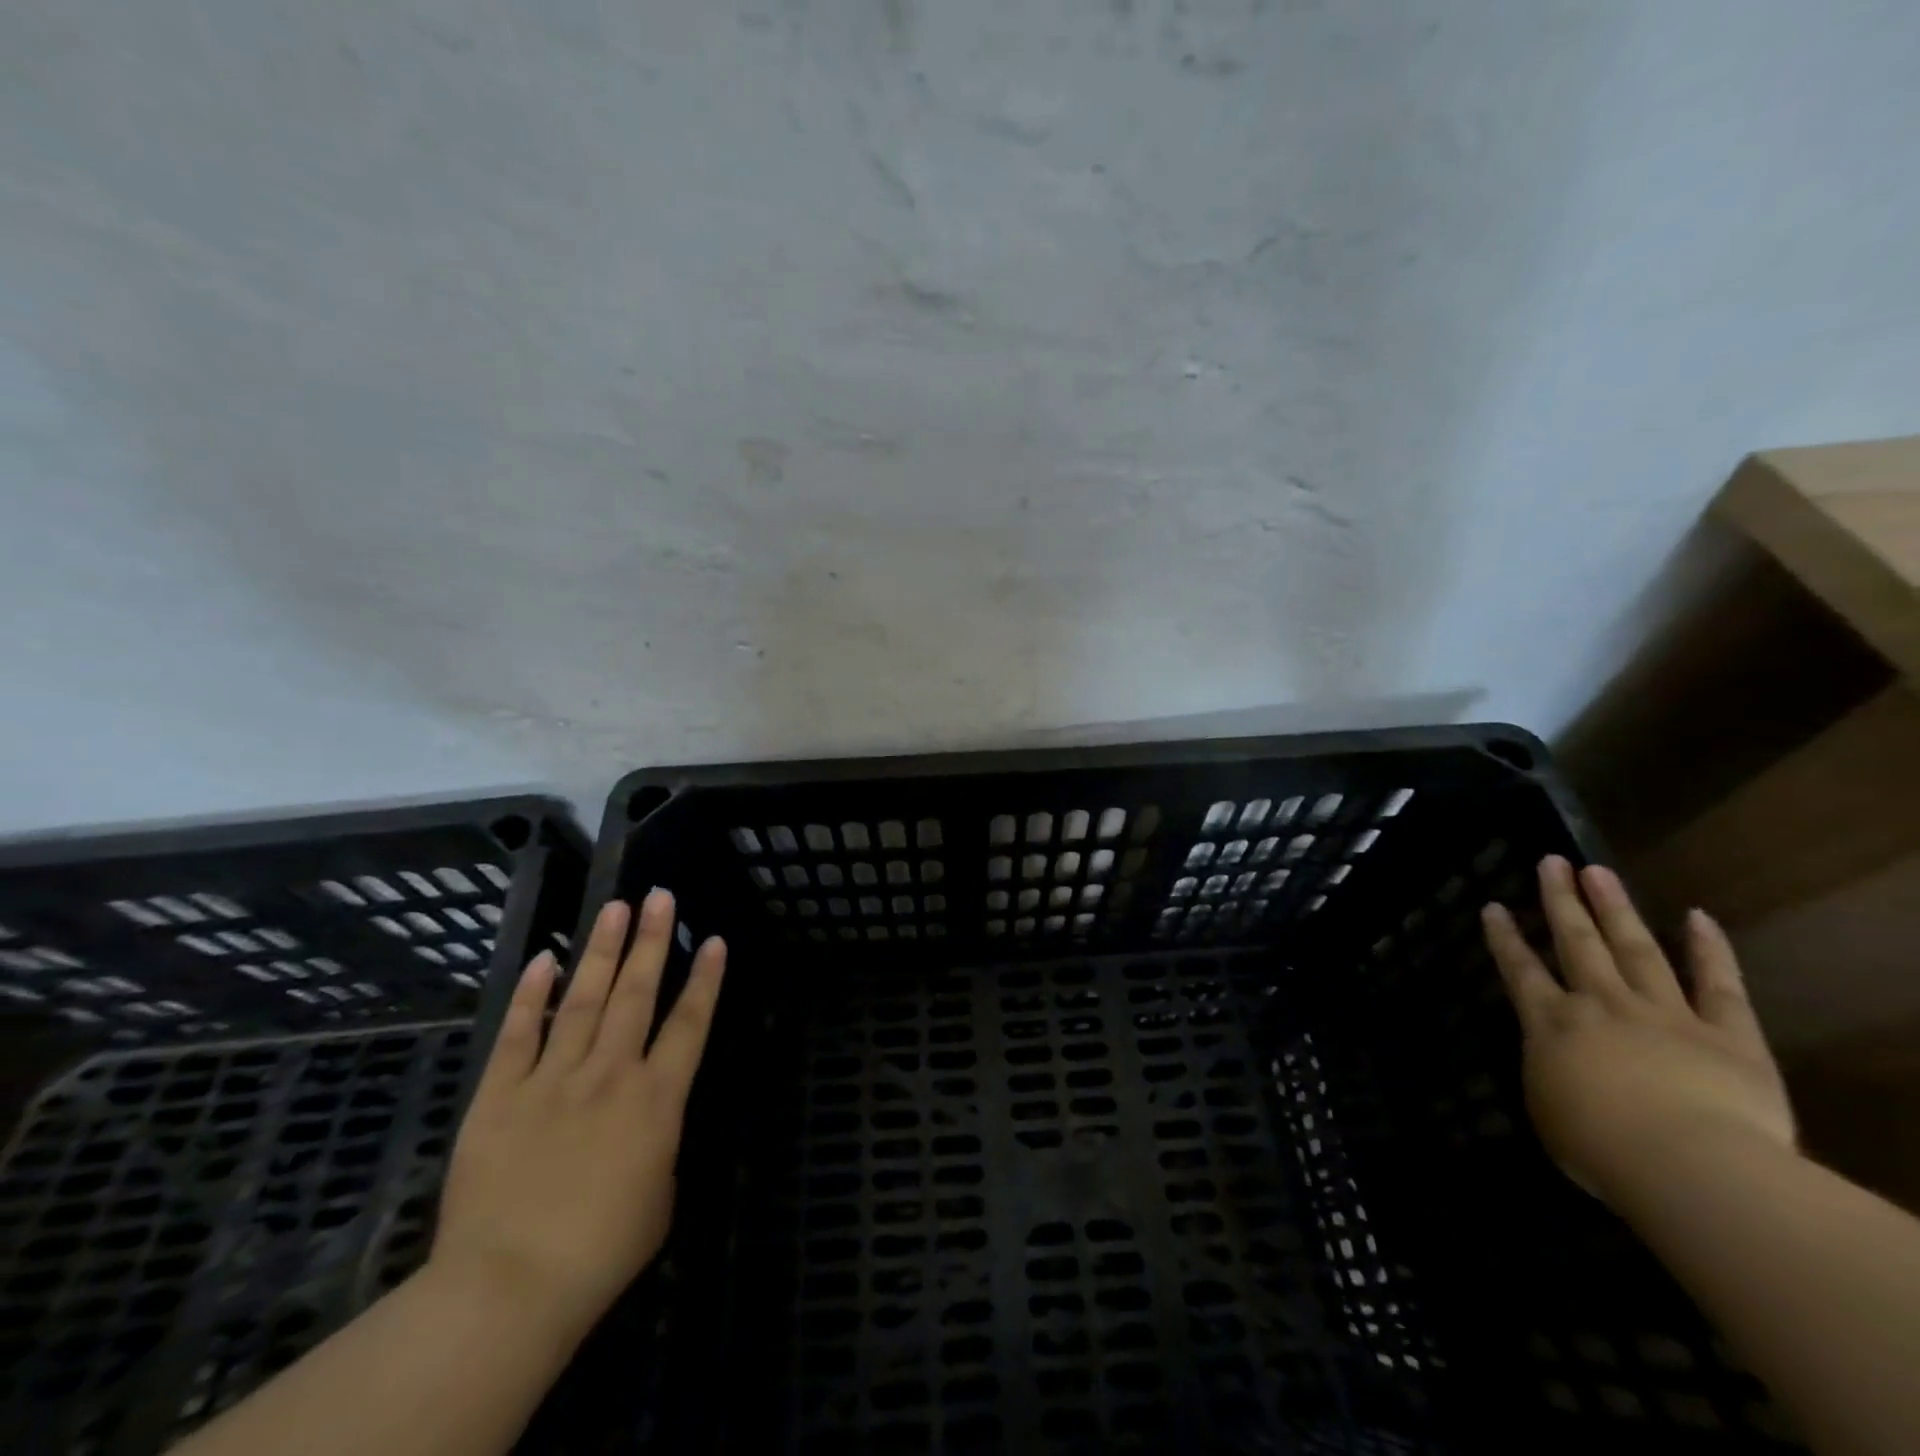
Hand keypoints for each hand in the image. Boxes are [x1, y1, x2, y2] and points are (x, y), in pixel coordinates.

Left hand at [430, 890, 726, 1342]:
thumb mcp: (660, 1197)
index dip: (705, 979)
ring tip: (615, 907)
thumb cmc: (602, 1251)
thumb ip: (658, 1145)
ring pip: (584, 999)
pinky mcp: (500, 1095)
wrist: (509, 1287)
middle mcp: (610, 1073)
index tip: (714, 939)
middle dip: (652, 941)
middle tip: (660, 896)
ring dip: (601, 950)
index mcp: (656, 1099)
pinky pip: (519, 1034)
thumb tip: (648, 1122)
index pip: (690, 1024)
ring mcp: (553, 1079)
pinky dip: (532, 995)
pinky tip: (545, 959)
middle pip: (637, 993)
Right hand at [1482, 856, 1793, 1204]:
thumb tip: (1557, 1062)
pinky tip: (1698, 916)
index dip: (1504, 937)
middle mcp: (1600, 1004)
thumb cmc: (1600, 1149)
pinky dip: (1710, 949)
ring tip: (1598, 871)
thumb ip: (1550, 1075)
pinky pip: (1719, 984)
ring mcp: (1664, 1012)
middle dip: (1560, 900)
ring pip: (1635, 948)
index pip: (1520, 970)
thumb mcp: (1549, 1113)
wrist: (1688, 1164)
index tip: (1493, 906)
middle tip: (1552, 861)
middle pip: (1576, 942)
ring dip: (1615, 908)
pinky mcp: (1727, 1033)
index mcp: (1551, 1023)